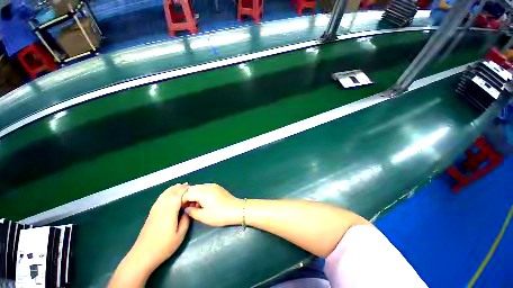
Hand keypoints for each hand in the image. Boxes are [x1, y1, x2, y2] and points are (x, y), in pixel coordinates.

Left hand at [132, 183, 190, 268]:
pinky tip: (169, 193)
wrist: (142, 255)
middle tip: (188, 185)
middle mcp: (161, 207)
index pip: (178, 195)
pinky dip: (166, 193)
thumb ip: (186, 220)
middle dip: (180, 187)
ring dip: (172, 189)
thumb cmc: (164, 246)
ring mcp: (155, 210)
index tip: (193, 188)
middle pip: (171, 193)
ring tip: (180, 186)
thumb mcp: (180, 235)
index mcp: (169, 211)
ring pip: (164, 194)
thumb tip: (188, 210)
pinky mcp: (151, 213)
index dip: (185, 190)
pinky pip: (160, 198)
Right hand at [182, 184, 242, 226]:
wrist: (236, 210)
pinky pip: (205, 188)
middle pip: (193, 188)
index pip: (187, 193)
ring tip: (195, 206)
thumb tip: (186, 208)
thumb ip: (191, 211)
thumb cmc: (219, 214)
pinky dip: (201, 193)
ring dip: (194, 195)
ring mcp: (214, 186)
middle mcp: (208, 186)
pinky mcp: (218, 187)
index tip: (180, 209)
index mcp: (203, 192)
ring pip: (199, 187)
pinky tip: (203, 202)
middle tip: (187, 208)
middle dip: (188, 197)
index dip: (182, 201)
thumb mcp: (203, 216)